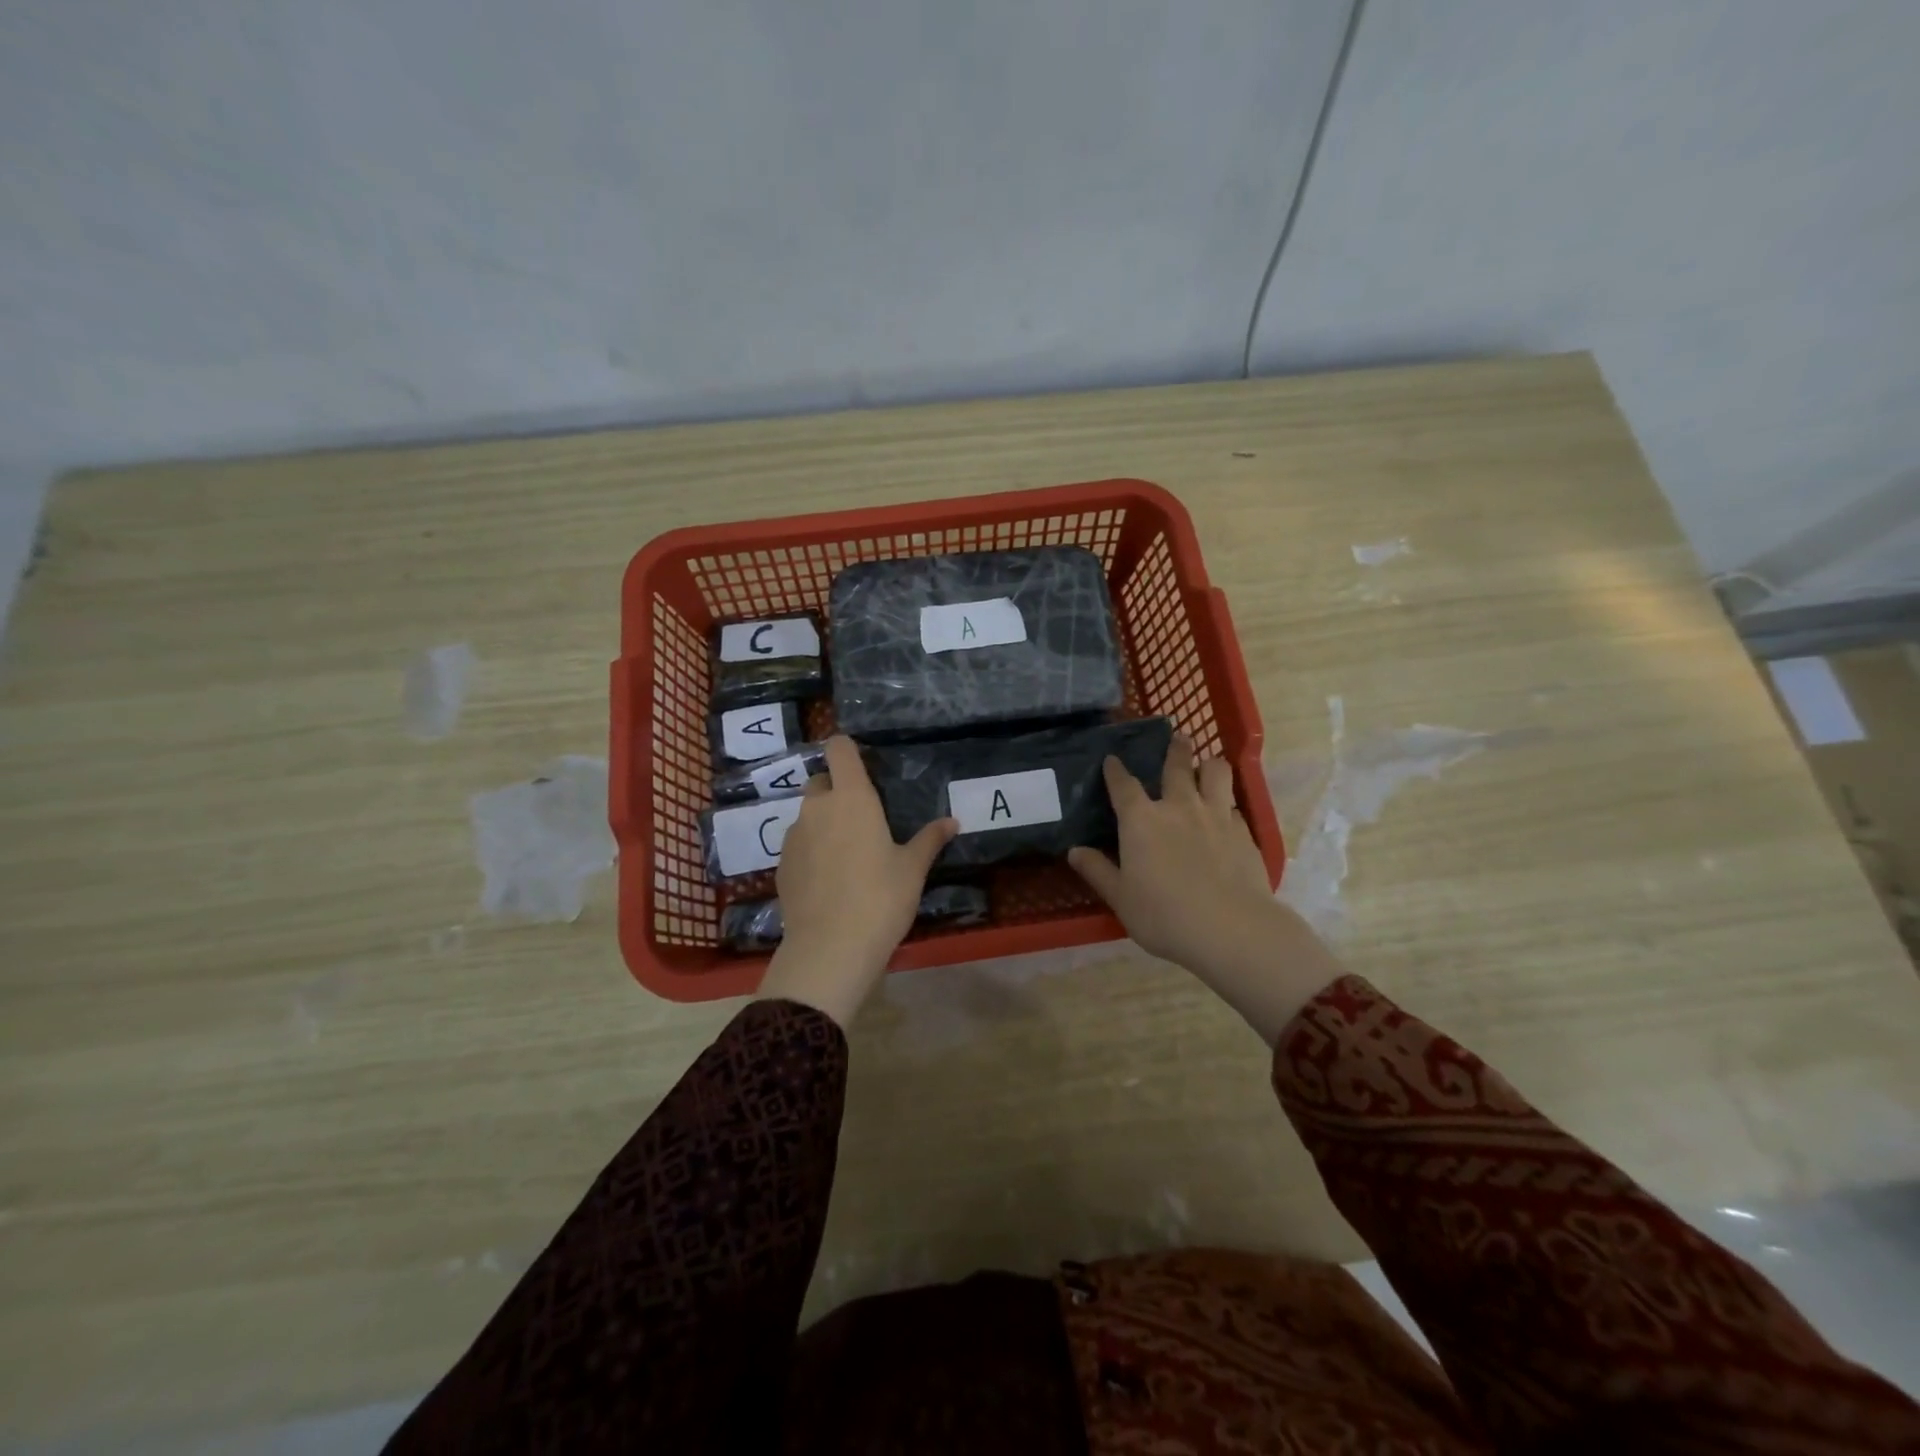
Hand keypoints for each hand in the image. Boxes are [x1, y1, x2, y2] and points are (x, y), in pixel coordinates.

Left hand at [756, 736, 955, 1026]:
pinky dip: (811, 851)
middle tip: (862, 819)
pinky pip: (797, 844)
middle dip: (837, 791)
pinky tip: (828, 880)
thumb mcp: (912, 869)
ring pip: (807, 815)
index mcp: (852, 798)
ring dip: (823, 823)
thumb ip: (929, 839)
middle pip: (821, 781)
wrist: (830, 949)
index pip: (839, 749)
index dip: (847, 749)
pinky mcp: (780, 864)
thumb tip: (952, 821)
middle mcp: (817, 808)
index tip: (862, 763)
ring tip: (846, 855)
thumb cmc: (881, 898)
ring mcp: (793, 836)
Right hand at [1069, 736, 1343, 1044]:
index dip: (1115, 770)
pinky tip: (1227, 812)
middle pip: (1177, 765)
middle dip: (1175, 748)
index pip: (1123, 785)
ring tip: (1208, 764)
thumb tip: (1075, 851)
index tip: (1112, 759)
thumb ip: (1098, 871)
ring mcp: (1215, 814)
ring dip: (1209, 764)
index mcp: (1141, 820)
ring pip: (1216, 772)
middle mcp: (1177, 806)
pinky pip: (1234, 804)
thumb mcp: (1120, 898)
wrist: (1231, 928)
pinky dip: (1227, 801)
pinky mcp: (1243, 831)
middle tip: (1177, 737)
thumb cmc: (1164, 915)